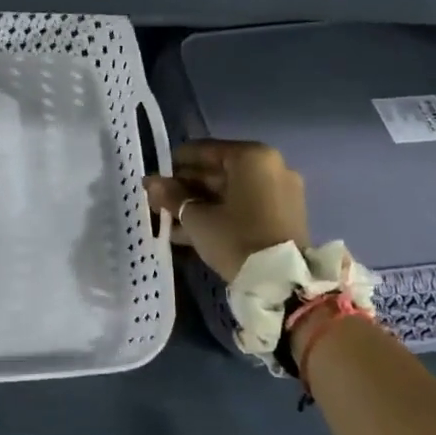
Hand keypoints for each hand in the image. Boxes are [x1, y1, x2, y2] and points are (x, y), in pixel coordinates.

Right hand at [144, 139, 308, 282]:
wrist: (283, 284)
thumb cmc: (236, 239)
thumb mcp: (196, 218)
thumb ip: (172, 196)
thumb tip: (151, 182)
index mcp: (251, 157)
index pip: (202, 150)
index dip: (173, 164)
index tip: (154, 180)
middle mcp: (271, 167)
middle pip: (217, 171)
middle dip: (186, 188)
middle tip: (159, 202)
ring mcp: (281, 192)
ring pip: (229, 192)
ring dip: (199, 204)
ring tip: (169, 221)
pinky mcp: (285, 216)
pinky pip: (244, 207)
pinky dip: (220, 214)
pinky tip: (190, 232)